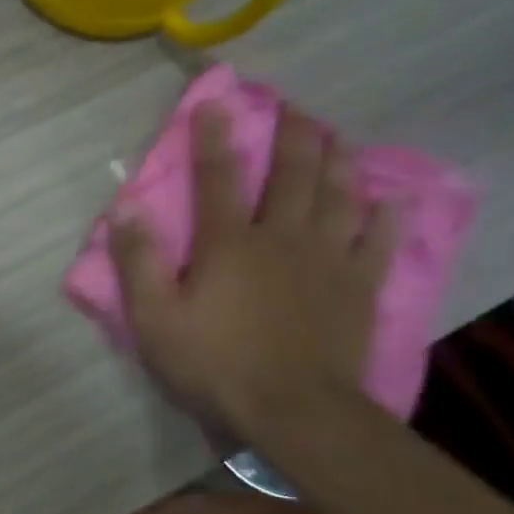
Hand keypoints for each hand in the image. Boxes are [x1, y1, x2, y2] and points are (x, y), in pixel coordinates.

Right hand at [109, 102, 397, 437]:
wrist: (293, 410)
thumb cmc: (214, 364)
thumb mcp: (154, 318)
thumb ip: (138, 261)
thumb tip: (124, 208)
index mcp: (229, 243)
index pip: (217, 177)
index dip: (213, 137)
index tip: (214, 102)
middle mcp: (282, 237)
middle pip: (293, 174)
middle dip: (292, 136)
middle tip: (294, 107)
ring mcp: (327, 260)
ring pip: (340, 196)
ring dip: (338, 161)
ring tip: (337, 138)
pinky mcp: (359, 287)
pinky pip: (379, 240)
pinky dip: (386, 216)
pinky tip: (390, 199)